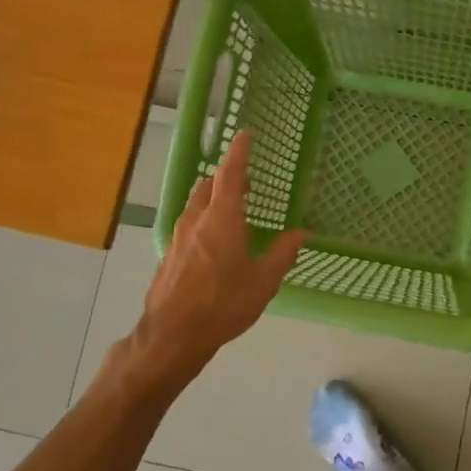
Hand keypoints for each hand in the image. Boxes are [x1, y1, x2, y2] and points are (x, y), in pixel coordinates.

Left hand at [136, 130, 305, 371]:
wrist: (172, 336)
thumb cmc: (223, 305)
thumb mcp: (263, 281)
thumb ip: (282, 254)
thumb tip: (301, 233)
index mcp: (222, 219)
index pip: (230, 173)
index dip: (239, 151)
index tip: (246, 134)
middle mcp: (196, 220)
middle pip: (209, 186)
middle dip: (227, 178)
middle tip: (246, 182)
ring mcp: (178, 238)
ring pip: (195, 206)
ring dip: (213, 200)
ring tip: (232, 212)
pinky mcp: (169, 256)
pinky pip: (188, 227)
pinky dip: (203, 222)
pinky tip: (214, 245)